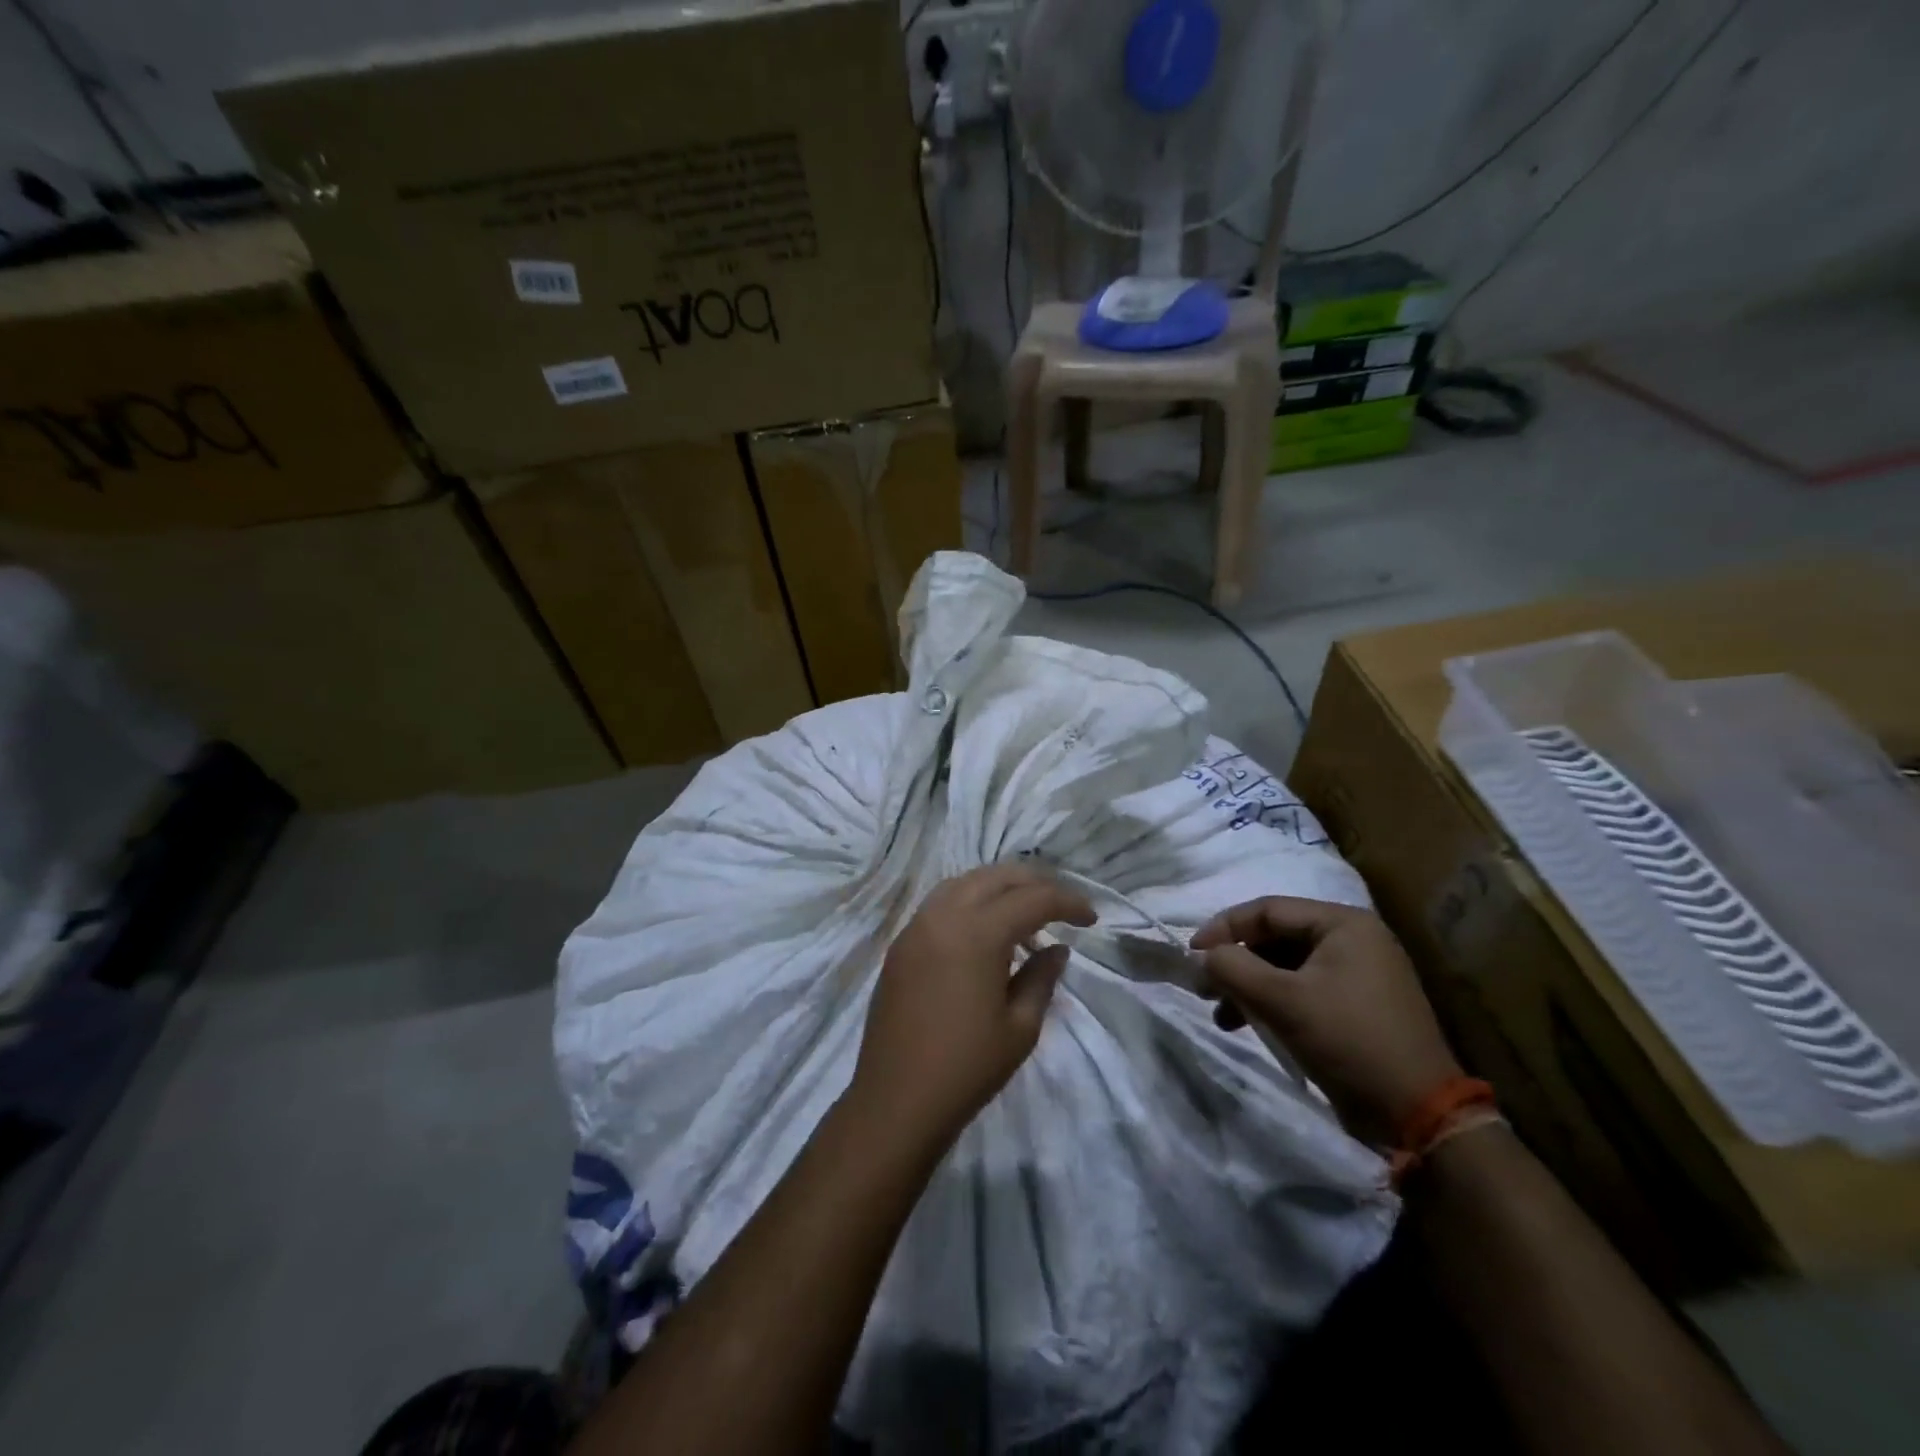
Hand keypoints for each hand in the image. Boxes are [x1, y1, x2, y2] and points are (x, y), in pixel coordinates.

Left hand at [851, 865, 1095, 1150]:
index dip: (1068, 902)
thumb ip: (1042, 977)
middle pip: (996, 877)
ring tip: (1026, 912)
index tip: (1091, 918)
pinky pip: (941, 902)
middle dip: (1035, 883)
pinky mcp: (901, 943)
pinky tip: (986, 928)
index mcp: (977, 933)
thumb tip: (1057, 948)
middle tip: (1062, 906)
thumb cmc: (966, 1068)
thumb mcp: (1020, 1027)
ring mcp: (916, 926)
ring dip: (1000, 887)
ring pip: (965, 882)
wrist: (896, 1101)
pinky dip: (971, 901)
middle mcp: (944, 915)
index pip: (1033, 898)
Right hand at [1191, 897, 1462, 1143]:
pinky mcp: (1357, 1006)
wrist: (1419, 1115)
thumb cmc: (1349, 1041)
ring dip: (1249, 986)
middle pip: (1276, 937)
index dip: (1224, 927)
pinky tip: (1249, 1025)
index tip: (1192, 955)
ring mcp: (1358, 974)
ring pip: (1285, 966)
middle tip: (1204, 986)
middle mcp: (1354, 939)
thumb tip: (1202, 956)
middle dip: (1236, 961)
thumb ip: (1233, 967)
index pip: (1268, 909)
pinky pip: (1302, 990)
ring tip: (1222, 1014)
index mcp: (1343, 924)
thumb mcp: (1282, 1000)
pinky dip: (1272, 1003)